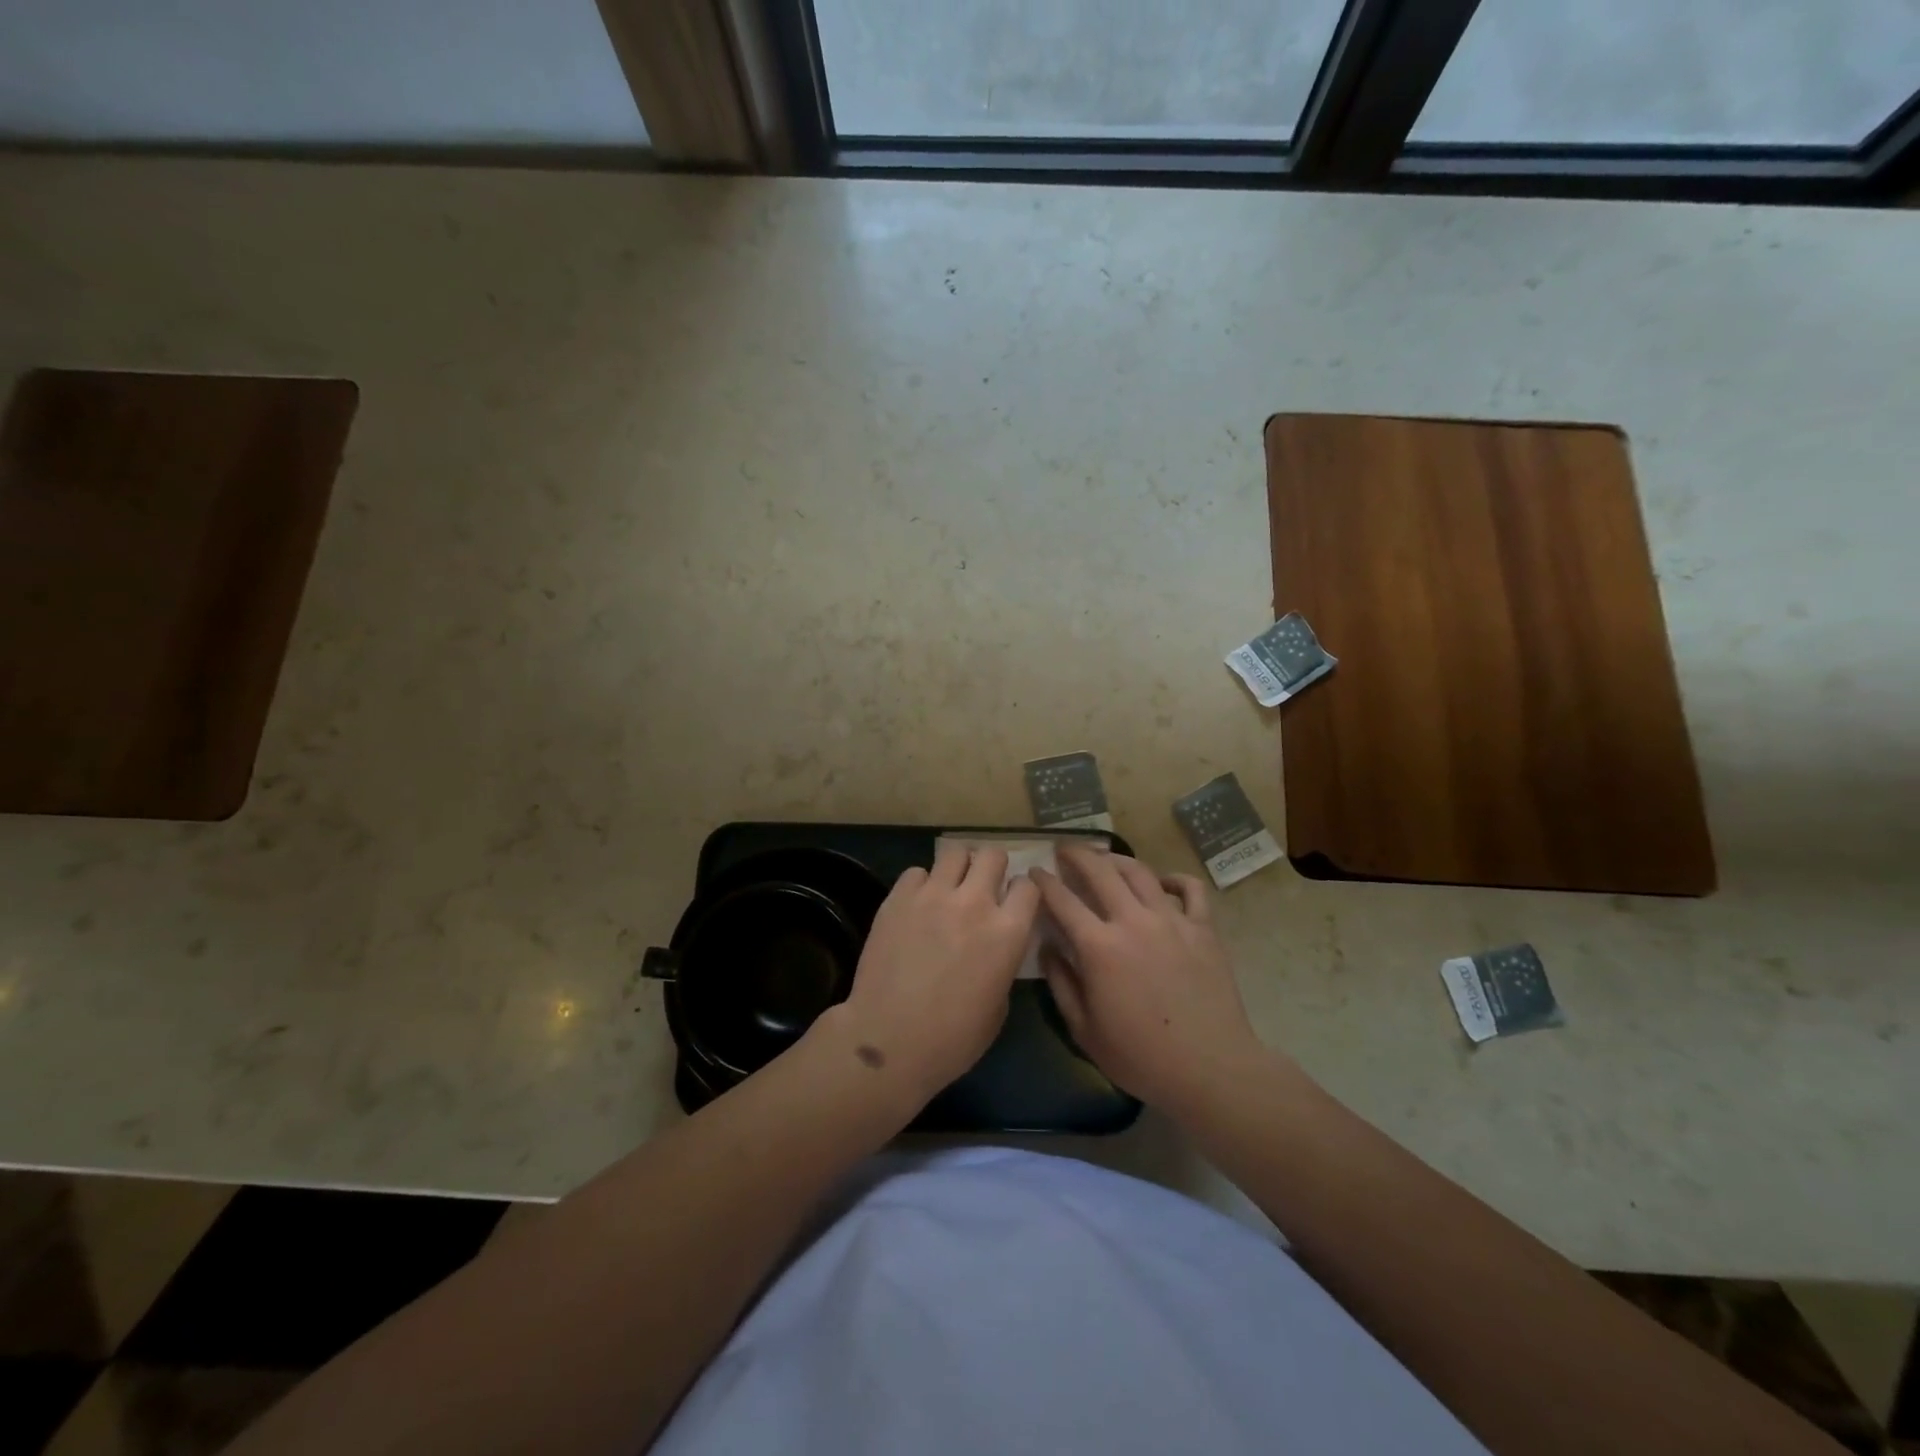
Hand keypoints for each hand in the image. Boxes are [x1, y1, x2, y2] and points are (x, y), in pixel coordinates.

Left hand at [820, 842, 1039, 1107]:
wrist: (890, 1041)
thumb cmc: (953, 1039)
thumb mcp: (999, 1005)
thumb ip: (1003, 962)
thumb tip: (995, 945)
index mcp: (1008, 932)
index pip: (1028, 885)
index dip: (1021, 893)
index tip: (1013, 903)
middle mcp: (975, 903)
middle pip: (992, 855)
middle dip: (992, 868)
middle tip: (981, 888)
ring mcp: (933, 896)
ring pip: (955, 852)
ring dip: (957, 868)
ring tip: (949, 888)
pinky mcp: (898, 897)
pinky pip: (916, 872)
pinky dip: (920, 884)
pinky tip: (916, 905)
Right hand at [1033, 846, 1268, 1114]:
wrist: (1210, 1069)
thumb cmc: (1141, 1057)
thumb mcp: (1085, 1030)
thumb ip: (1061, 984)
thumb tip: (1047, 949)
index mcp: (1099, 947)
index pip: (1062, 900)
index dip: (1044, 882)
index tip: (1034, 872)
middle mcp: (1133, 921)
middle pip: (1100, 871)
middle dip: (1077, 854)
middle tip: (1065, 849)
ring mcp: (1172, 920)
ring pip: (1140, 872)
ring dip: (1117, 859)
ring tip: (1105, 858)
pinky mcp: (1203, 928)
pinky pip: (1189, 889)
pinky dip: (1173, 879)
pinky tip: (1161, 883)